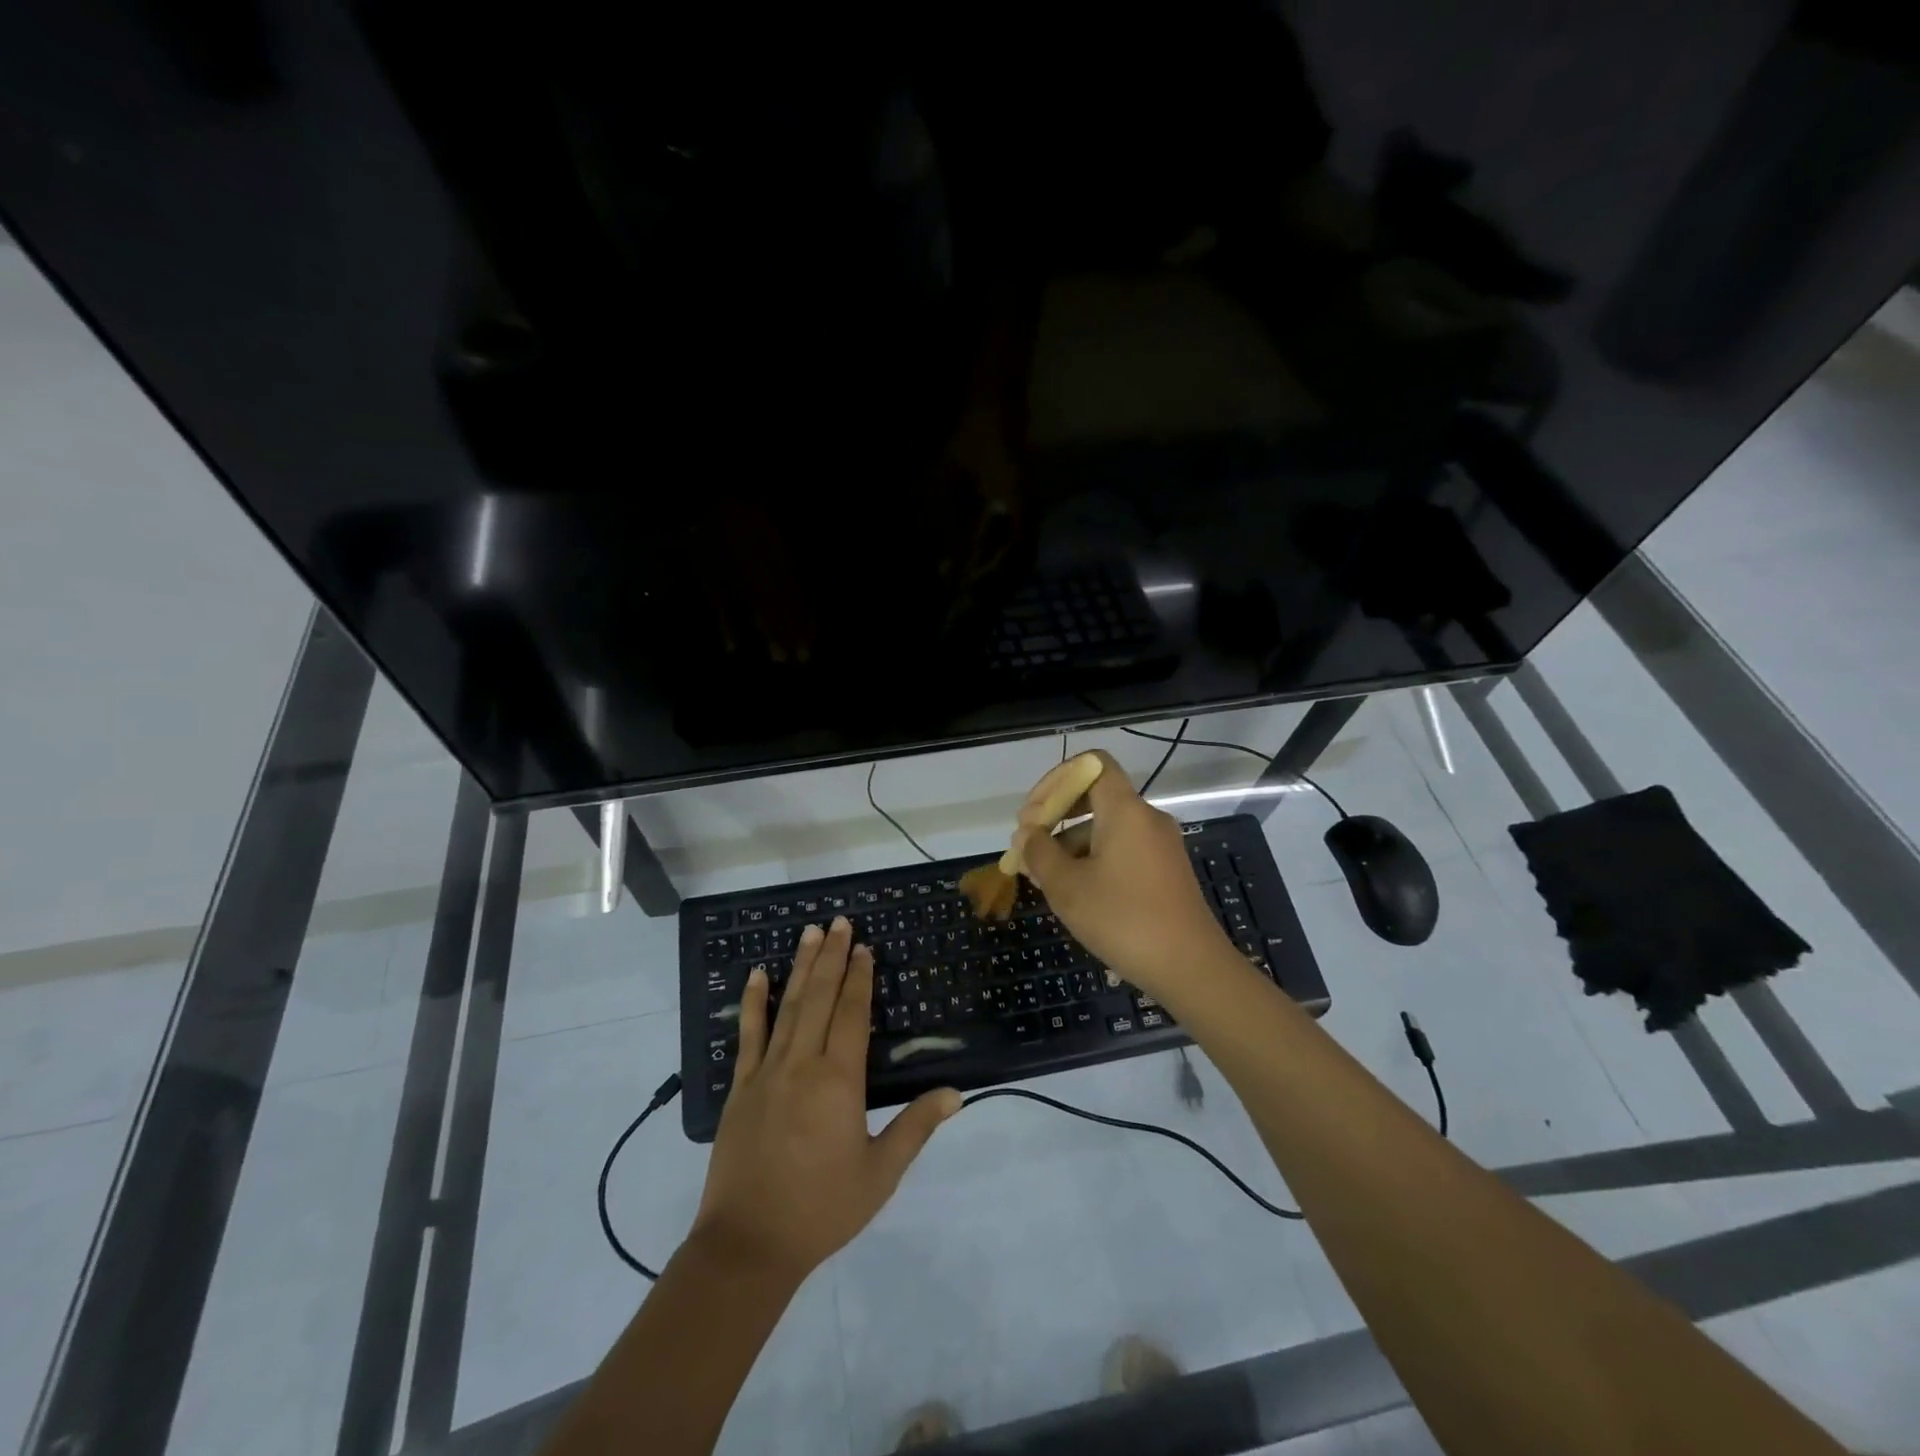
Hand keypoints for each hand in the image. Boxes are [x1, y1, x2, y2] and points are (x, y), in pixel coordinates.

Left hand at [692, 918, 960, 1283]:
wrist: (748, 1245)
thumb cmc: (821, 1210)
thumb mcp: (880, 1174)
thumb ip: (915, 1128)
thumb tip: (955, 1093)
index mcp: (839, 1080)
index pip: (852, 1014)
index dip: (860, 978)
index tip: (864, 947)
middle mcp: (803, 1064)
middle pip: (821, 997)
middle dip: (833, 957)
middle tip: (840, 921)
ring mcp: (767, 1072)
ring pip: (788, 1006)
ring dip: (801, 966)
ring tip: (811, 932)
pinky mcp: (741, 1087)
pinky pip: (748, 1034)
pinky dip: (753, 1002)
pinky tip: (756, 975)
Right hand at [1015, 751, 1238, 999]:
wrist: (1190, 968)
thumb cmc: (1123, 920)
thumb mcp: (1067, 887)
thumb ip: (1039, 852)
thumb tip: (1027, 835)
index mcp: (1125, 810)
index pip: (1092, 763)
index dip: (1056, 779)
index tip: (1032, 814)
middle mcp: (1146, 818)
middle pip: (1096, 795)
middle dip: (1056, 814)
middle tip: (1027, 844)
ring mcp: (1159, 845)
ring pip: (1106, 826)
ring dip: (1070, 842)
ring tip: (1041, 876)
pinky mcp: (1165, 871)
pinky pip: (1122, 849)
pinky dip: (1093, 858)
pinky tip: (1073, 891)